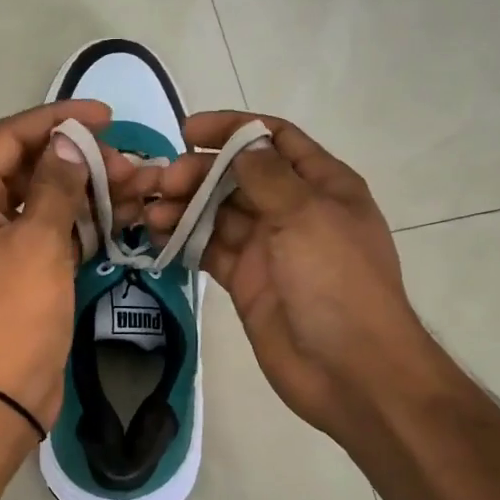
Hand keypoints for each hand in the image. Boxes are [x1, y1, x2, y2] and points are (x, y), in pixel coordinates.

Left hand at [0, 101, 157, 433]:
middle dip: (82, 160)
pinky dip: (85, 222)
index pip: (9, 138)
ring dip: (90, 191)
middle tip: (131, 165)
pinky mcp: (23, 269)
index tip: (105, 118)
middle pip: (31, 167)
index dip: (56, 120)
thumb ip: (57, 185)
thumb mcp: (39, 243)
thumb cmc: (14, 314)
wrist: (2, 395)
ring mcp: (0, 243)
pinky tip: (124, 215)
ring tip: (140, 187)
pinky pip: (54, 231)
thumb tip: (70, 142)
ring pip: (48, 200)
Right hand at [148, 112, 428, 443]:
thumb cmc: (337, 283)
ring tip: (150, 211)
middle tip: (162, 183)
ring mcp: (268, 248)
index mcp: (322, 185)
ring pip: (218, 214)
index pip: (274, 139)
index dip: (233, 129)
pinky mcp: (246, 281)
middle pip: (238, 176)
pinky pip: (210, 250)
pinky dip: (184, 240)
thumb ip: (268, 176)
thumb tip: (241, 144)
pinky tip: (156, 235)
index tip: (188, 131)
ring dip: (184, 207)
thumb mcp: (307, 216)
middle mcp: (293, 210)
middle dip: (198, 173)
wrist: (350, 370)